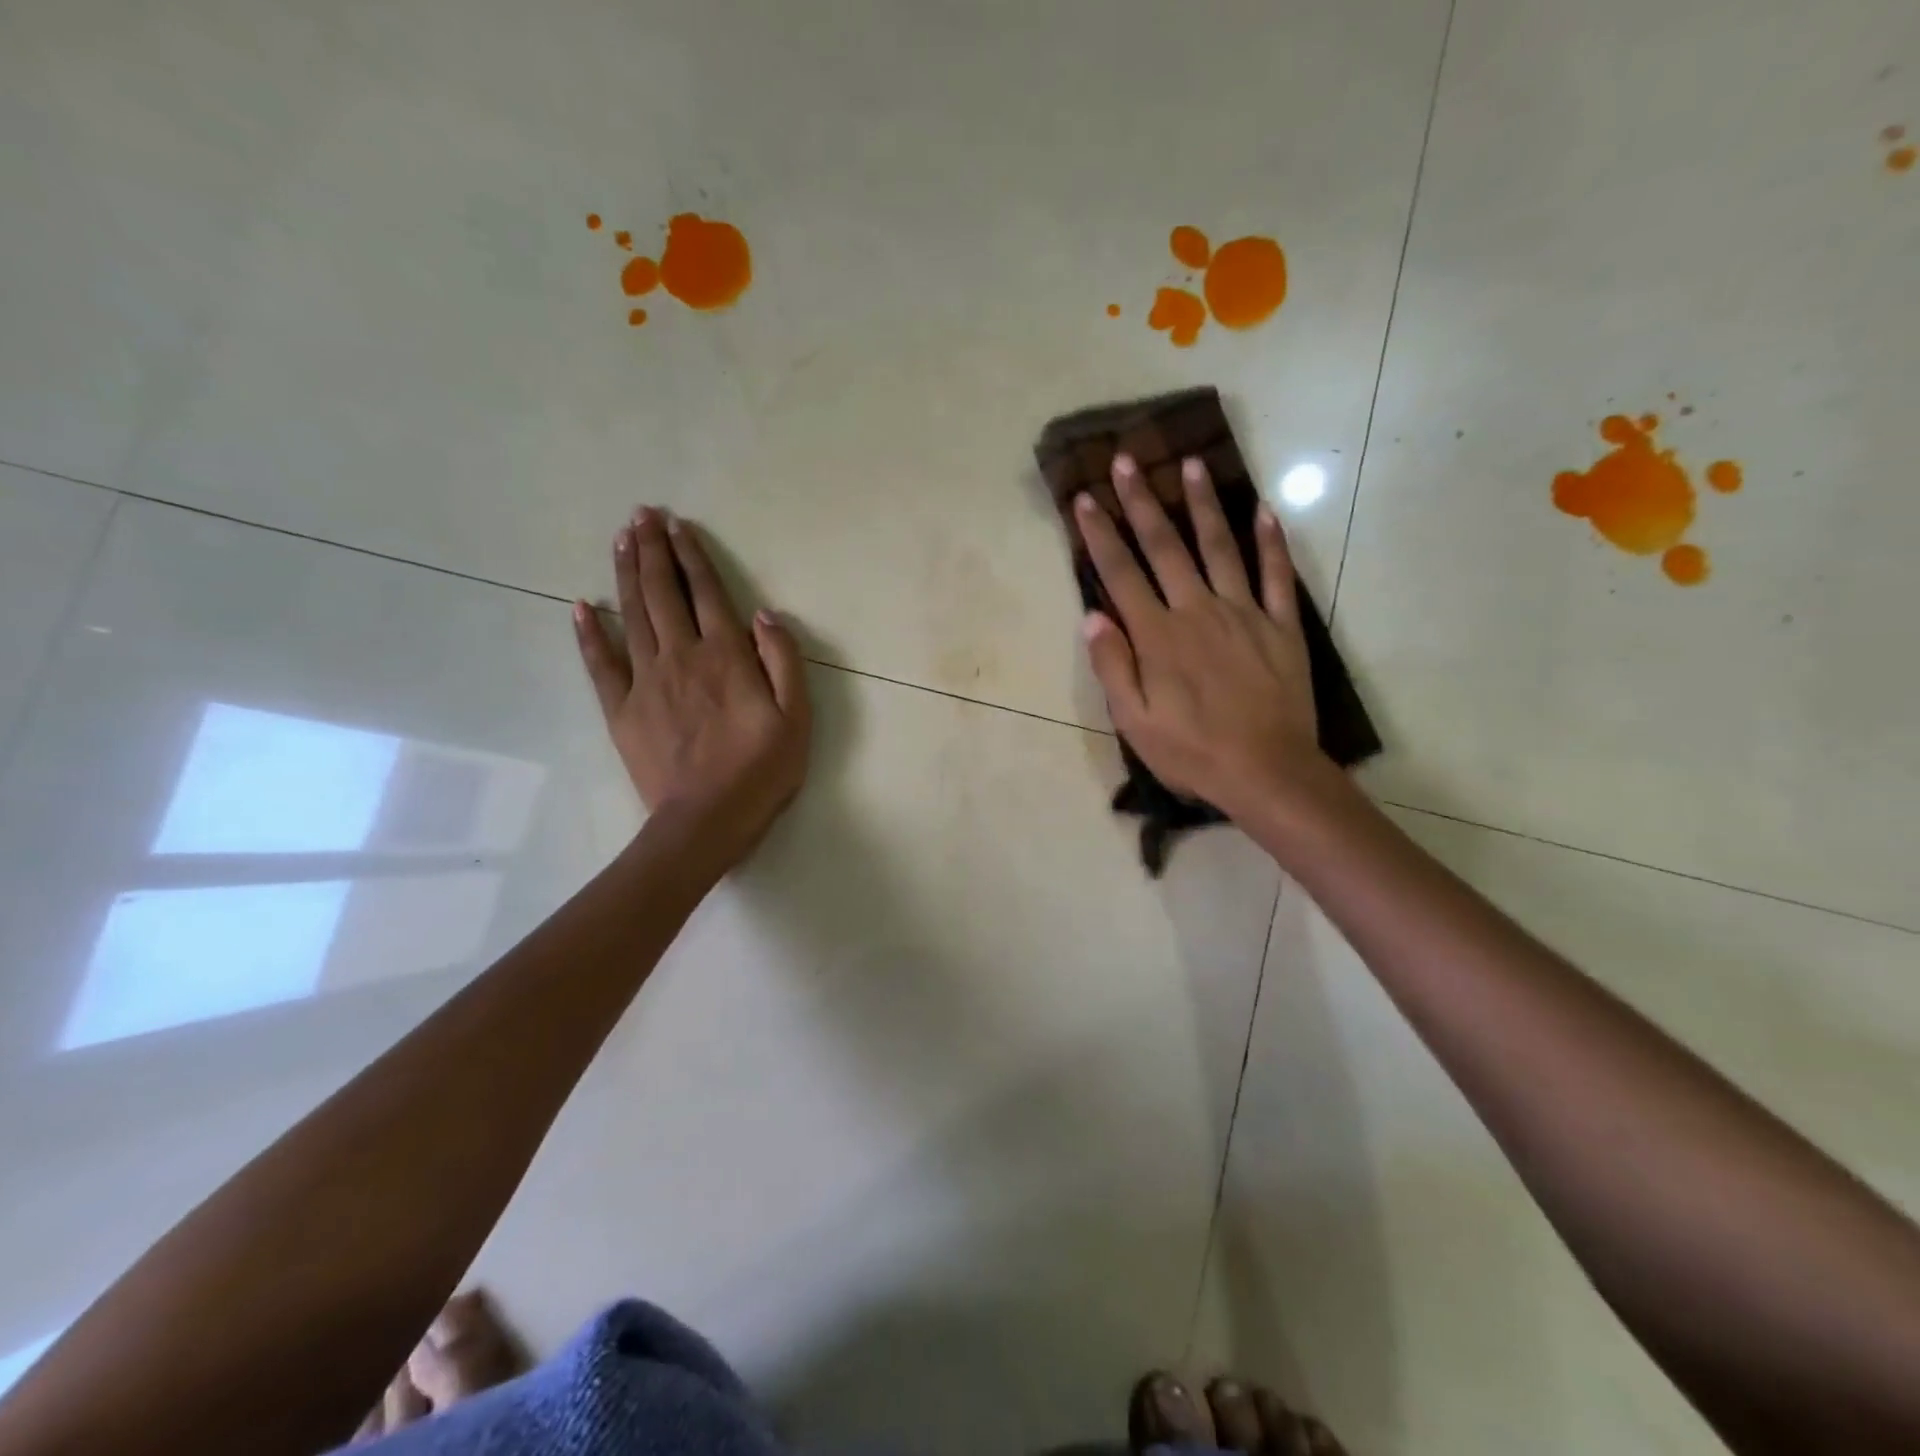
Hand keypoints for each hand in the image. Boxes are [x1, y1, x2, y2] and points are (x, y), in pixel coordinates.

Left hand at [574, 507, 810, 864]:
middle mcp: (682, 657)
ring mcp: (646, 682)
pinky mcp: (622, 709)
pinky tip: (582, 606)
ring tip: (620, 539)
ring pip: (633, 615)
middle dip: (652, 550)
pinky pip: (601, 664)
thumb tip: (765, 615)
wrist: (707, 820)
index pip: (707, 593)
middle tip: (641, 515)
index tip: (679, 525)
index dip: (692, 556)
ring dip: (626, 574)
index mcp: (726, 657)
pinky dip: (590, 633)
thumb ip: (784, 661)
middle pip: (663, 593)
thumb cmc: (761, 771)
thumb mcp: (797, 718)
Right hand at [1075, 453, 1331, 821]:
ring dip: (1203, 505)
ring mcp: (1244, 613)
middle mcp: (1197, 611)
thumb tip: (1093, 616)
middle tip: (1128, 460)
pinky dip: (1271, 541)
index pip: (1121, 575)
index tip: (1085, 499)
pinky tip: (1264, 510)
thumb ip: (1113, 667)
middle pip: (1165, 547)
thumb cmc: (1192, 752)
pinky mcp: (1281, 625)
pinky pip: (1276, 575)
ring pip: (1220, 547)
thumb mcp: (1135, 722)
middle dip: (1142, 502)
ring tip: (1192, 464)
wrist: (1268, 772)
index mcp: (1158, 637)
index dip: (1100, 535)